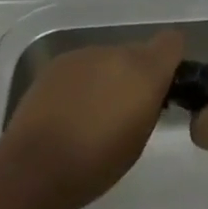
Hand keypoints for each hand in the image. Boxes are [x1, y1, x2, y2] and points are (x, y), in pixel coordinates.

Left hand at [1, 30, 185, 208]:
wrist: (36, 165)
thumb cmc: (96, 164)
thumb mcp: (138, 139)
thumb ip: (149, 104)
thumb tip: (148, 92)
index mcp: (143, 71)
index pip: (171, 42)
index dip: (171, 60)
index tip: (165, 85)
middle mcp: (115, 52)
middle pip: (136, 52)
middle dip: (135, 75)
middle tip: (126, 109)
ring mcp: (84, 53)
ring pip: (108, 59)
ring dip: (108, 78)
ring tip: (94, 114)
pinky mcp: (58, 61)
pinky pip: (83, 66)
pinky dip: (83, 82)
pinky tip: (70, 110)